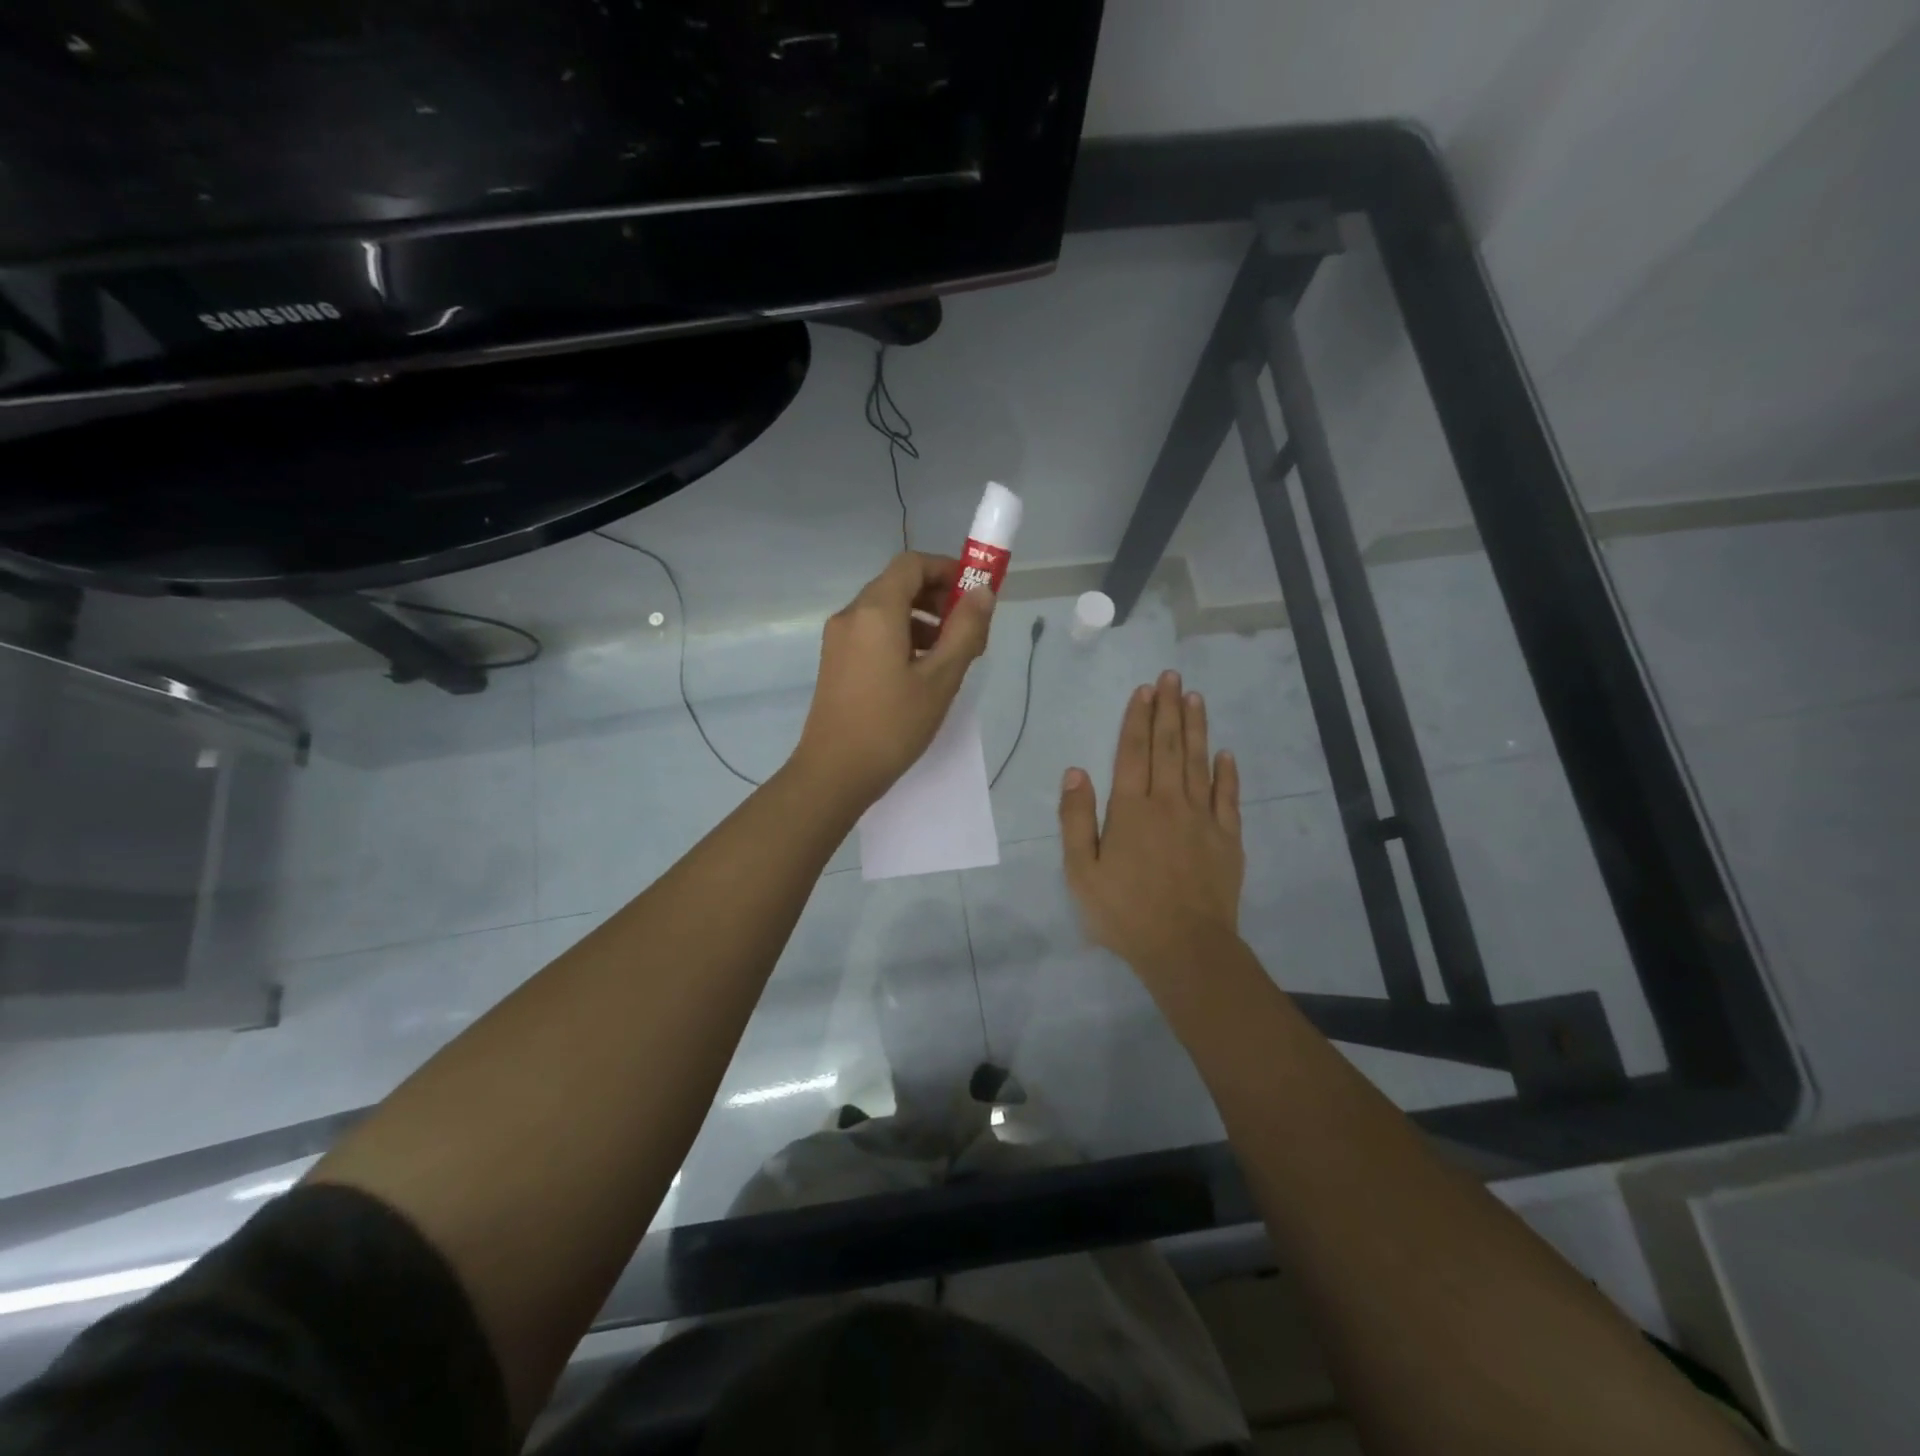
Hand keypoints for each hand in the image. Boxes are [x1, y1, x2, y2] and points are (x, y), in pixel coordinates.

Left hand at [792, 552, 993, 808]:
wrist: (834, 772)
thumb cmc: (892, 725)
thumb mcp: (940, 678)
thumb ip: (965, 630)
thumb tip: (983, 592)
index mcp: (876, 611)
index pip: (912, 564)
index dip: (946, 569)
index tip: (974, 594)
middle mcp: (851, 615)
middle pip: (897, 585)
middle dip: (936, 597)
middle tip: (968, 629)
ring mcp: (838, 639)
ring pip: (885, 611)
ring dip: (921, 620)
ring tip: (949, 655)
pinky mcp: (835, 661)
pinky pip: (872, 633)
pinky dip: (900, 637)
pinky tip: (920, 671)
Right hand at [1060, 671, 1244, 984]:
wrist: (1185, 947)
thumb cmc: (1125, 912)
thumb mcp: (1081, 871)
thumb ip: (1076, 819)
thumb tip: (1075, 771)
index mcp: (1131, 809)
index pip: (1134, 752)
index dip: (1138, 719)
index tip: (1145, 689)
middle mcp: (1168, 803)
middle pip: (1168, 747)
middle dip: (1169, 709)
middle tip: (1173, 677)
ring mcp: (1202, 819)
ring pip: (1198, 763)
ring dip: (1196, 728)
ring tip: (1195, 698)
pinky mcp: (1227, 838)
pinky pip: (1228, 797)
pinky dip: (1227, 772)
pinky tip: (1226, 753)